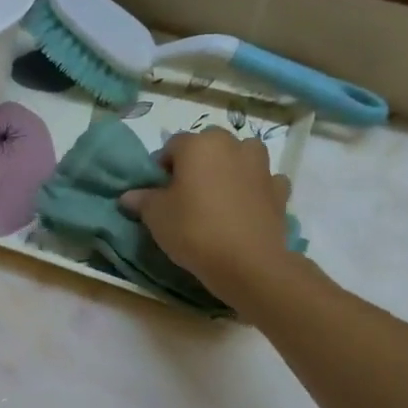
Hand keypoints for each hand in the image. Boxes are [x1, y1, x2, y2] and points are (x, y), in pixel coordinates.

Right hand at [121, 128, 294, 301]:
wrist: (246, 262)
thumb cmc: (193, 230)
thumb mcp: (156, 217)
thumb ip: (142, 200)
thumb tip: (128, 195)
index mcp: (198, 145)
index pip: (172, 146)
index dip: (162, 167)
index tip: (158, 190)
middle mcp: (232, 145)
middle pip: (209, 146)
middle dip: (197, 164)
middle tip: (187, 193)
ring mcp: (261, 166)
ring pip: (241, 157)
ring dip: (231, 168)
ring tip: (219, 196)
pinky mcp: (279, 190)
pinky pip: (263, 181)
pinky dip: (255, 189)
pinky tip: (245, 208)